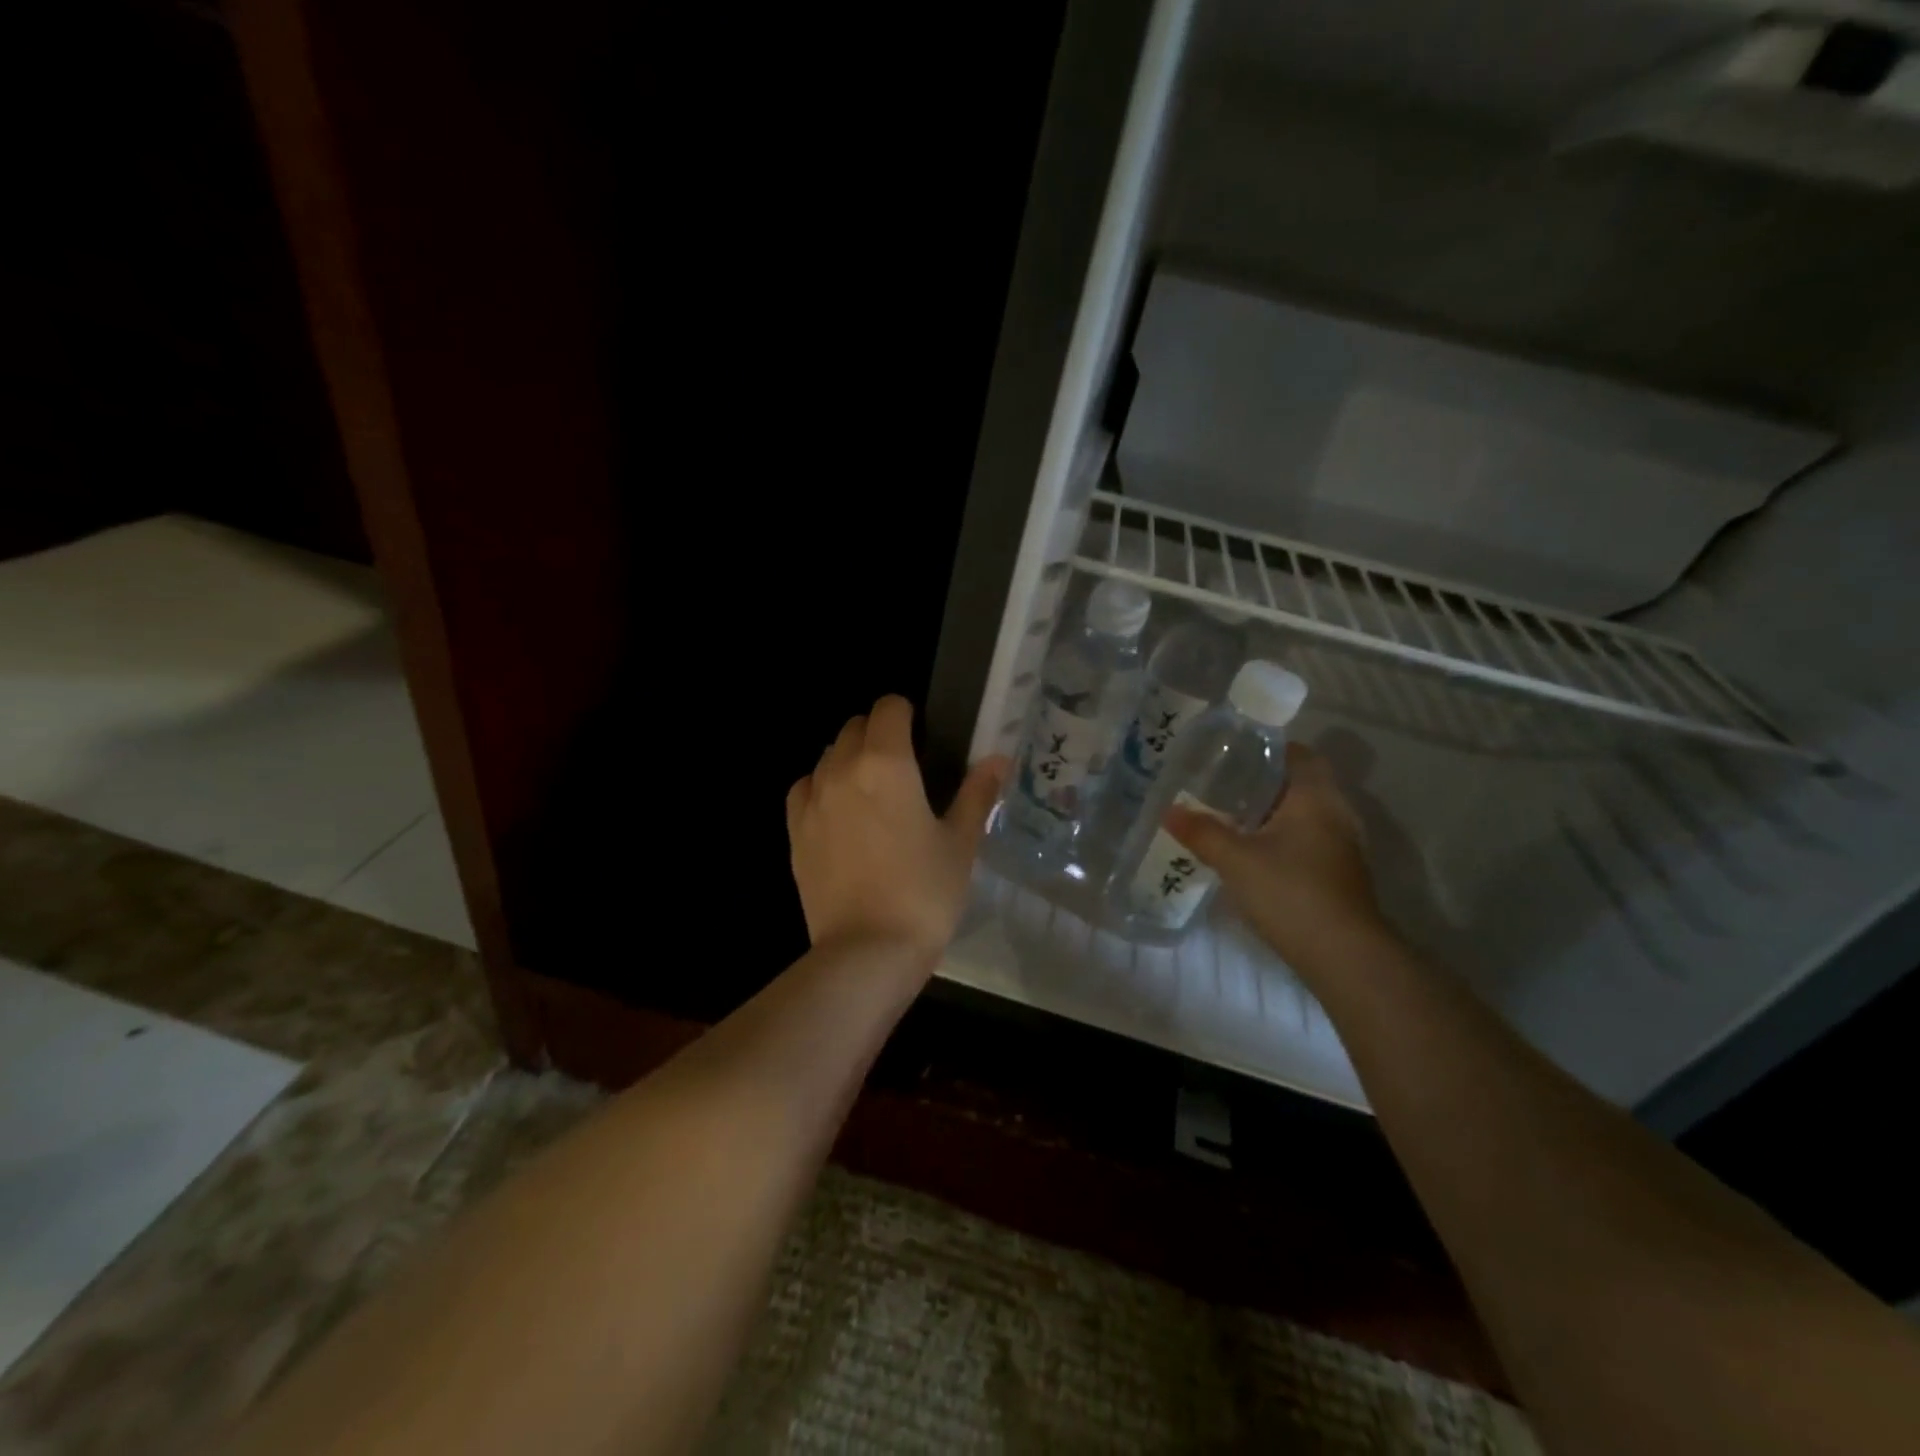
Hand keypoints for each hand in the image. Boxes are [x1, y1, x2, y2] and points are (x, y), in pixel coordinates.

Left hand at [787, 695, 1007, 961]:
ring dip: (849, 757)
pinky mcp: (795, 831)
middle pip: (854, 726)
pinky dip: (822, 786)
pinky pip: (805, 788)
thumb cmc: (924, 893)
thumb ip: (976, 793)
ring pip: (827, 755)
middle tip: (904, 764)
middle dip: (878, 732)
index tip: (923, 733)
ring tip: (872, 790)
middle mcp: (841, 770)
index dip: (907, 712)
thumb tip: (998, 759)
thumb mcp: (960, 843)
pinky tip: (840, 812)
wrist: (866, 952)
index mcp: (886, 763)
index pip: (889, 708)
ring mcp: (812, 800)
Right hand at [1165, 741, 1383, 969]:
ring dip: (1272, 812)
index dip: (1266, 749)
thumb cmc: (1291, 892)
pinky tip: (1252, 852)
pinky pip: (1308, 839)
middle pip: (1300, 783)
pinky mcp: (1339, 873)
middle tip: (1221, 784)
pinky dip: (1282, 837)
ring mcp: (1342, 845)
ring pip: (1304, 814)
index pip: (1299, 754)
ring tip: (1230, 816)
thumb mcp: (1236, 860)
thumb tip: (1168, 811)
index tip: (1232, 754)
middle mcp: (1336, 813)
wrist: (1343, 955)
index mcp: (1316, 797)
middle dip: (1262, 782)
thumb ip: (1202, 832)